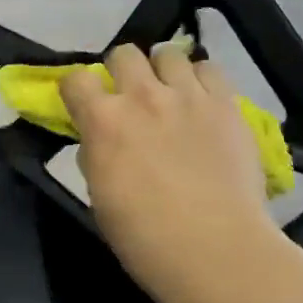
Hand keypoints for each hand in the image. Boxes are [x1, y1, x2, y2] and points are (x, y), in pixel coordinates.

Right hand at [59, 44, 282, 302]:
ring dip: (163, 71)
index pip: (75, 79)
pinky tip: (204, 101)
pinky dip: (201, 79)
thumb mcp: (100, 198)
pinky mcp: (226, 103)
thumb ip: (96, 157)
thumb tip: (99, 142)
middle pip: (123, 53)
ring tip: (172, 94)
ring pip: (169, 53)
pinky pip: (210, 68)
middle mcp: (142, 96)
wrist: (214, 249)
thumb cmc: (145, 238)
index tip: (83, 103)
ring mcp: (187, 95)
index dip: (77, 89)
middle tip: (131, 97)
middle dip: (122, 72)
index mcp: (103, 121)